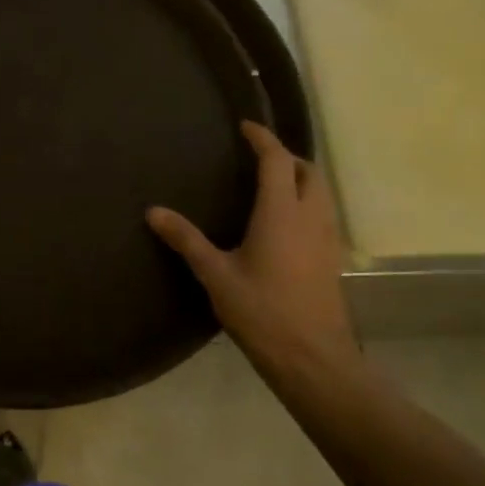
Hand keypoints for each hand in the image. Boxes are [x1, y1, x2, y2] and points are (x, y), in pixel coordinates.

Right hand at [147, 123, 355, 379]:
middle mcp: (310, 218)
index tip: (245, 126)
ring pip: (321, 193)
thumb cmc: (262, 312)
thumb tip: (153, 211)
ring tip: (269, 185)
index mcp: (281, 214)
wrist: (314, 359)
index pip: (277, 161)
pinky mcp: (331, 260)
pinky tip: (282, 223)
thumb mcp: (216, 275)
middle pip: (308, 171)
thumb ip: (186, 240)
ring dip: (299, 178)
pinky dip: (305, 202)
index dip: (263, 139)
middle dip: (286, 156)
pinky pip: (322, 214)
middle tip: (257, 157)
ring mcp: (326, 239)